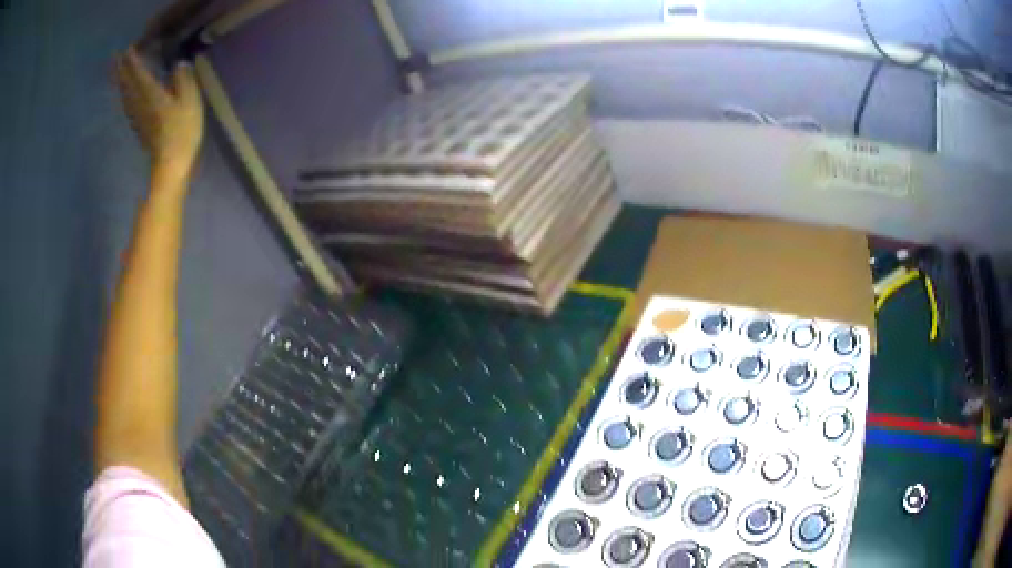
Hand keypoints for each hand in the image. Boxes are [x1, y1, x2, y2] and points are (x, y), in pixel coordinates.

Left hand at [115, 47, 203, 185]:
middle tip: (114, 57)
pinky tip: (124, 96)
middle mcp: (140, 103)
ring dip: (120, 83)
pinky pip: (128, 108)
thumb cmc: (182, 131)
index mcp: (151, 94)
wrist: (171, 164)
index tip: (128, 48)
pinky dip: (124, 98)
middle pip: (127, 84)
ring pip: (125, 96)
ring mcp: (138, 117)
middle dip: (121, 70)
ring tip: (115, 72)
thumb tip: (179, 63)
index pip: (139, 73)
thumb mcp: (190, 100)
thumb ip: (184, 79)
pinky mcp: (140, 128)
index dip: (133, 60)